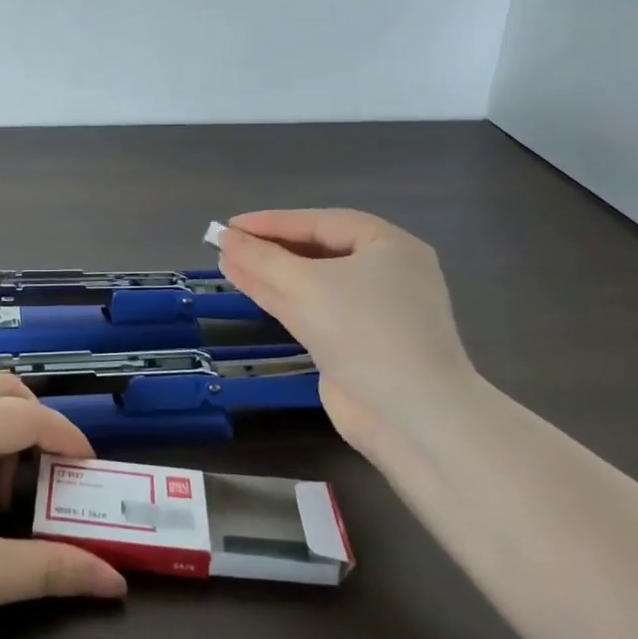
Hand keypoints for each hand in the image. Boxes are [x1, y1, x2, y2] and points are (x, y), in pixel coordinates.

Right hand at [215, 208, 480, 459]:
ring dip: (269, 273)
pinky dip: (280, 298)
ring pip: (311, 282)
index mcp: (388, 246)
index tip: (230, 225)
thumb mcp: (305, 285)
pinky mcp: (357, 344)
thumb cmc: (364, 331)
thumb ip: (261, 258)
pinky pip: (313, 309)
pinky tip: (249, 288)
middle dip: (270, 248)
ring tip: (226, 262)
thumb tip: (225, 239)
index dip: (272, 222)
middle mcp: (385, 273)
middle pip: (317, 251)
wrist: (412, 416)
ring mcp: (372, 311)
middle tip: (227, 243)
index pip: (320, 223)